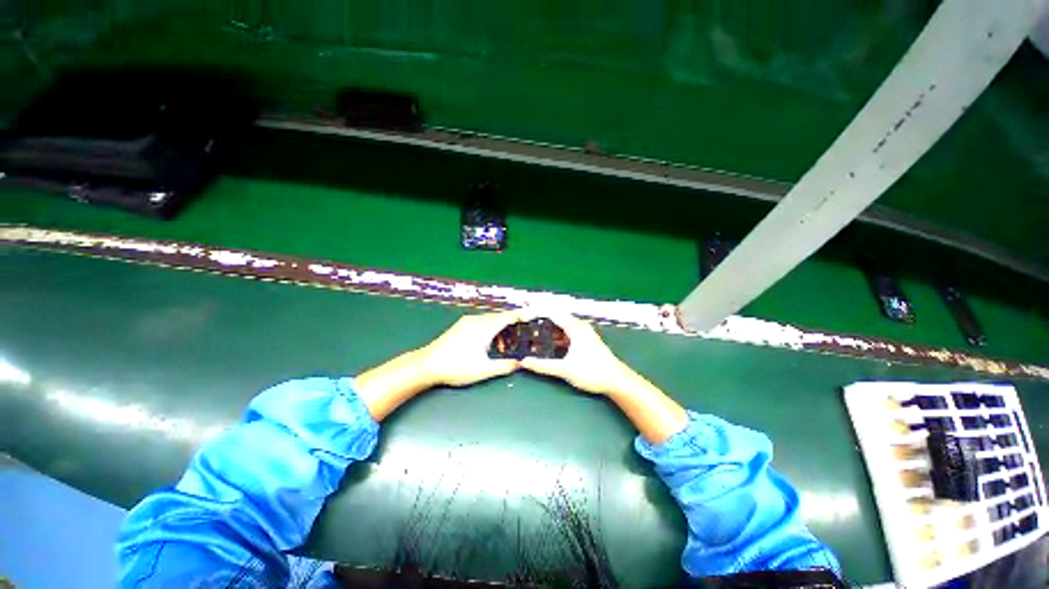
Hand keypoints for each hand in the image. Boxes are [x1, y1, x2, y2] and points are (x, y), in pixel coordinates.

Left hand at [418, 310, 527, 386]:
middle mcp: (477, 320)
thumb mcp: (483, 369)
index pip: (508, 317)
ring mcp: (467, 322)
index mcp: (484, 328)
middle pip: (500, 317)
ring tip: (504, 347)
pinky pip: (481, 323)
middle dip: (512, 325)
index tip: (533, 314)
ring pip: (490, 320)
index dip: (522, 315)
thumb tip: (519, 364)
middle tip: (522, 335)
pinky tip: (490, 344)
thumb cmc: (456, 366)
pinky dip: (491, 330)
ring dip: (500, 330)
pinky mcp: (461, 326)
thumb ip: (504, 366)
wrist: (427, 364)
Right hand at [519, 314, 634, 395]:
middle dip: (540, 322)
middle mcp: (579, 326)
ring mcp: (582, 333)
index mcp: (575, 327)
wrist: (617, 381)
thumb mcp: (565, 369)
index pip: (552, 313)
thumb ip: (543, 365)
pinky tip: (547, 346)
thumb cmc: (592, 372)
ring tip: (532, 337)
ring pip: (561, 327)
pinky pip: (566, 334)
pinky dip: (556, 338)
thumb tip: (524, 362)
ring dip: (548, 331)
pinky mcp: (584, 341)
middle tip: (524, 326)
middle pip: (555, 319)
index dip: (537, 311)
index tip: (523, 311)